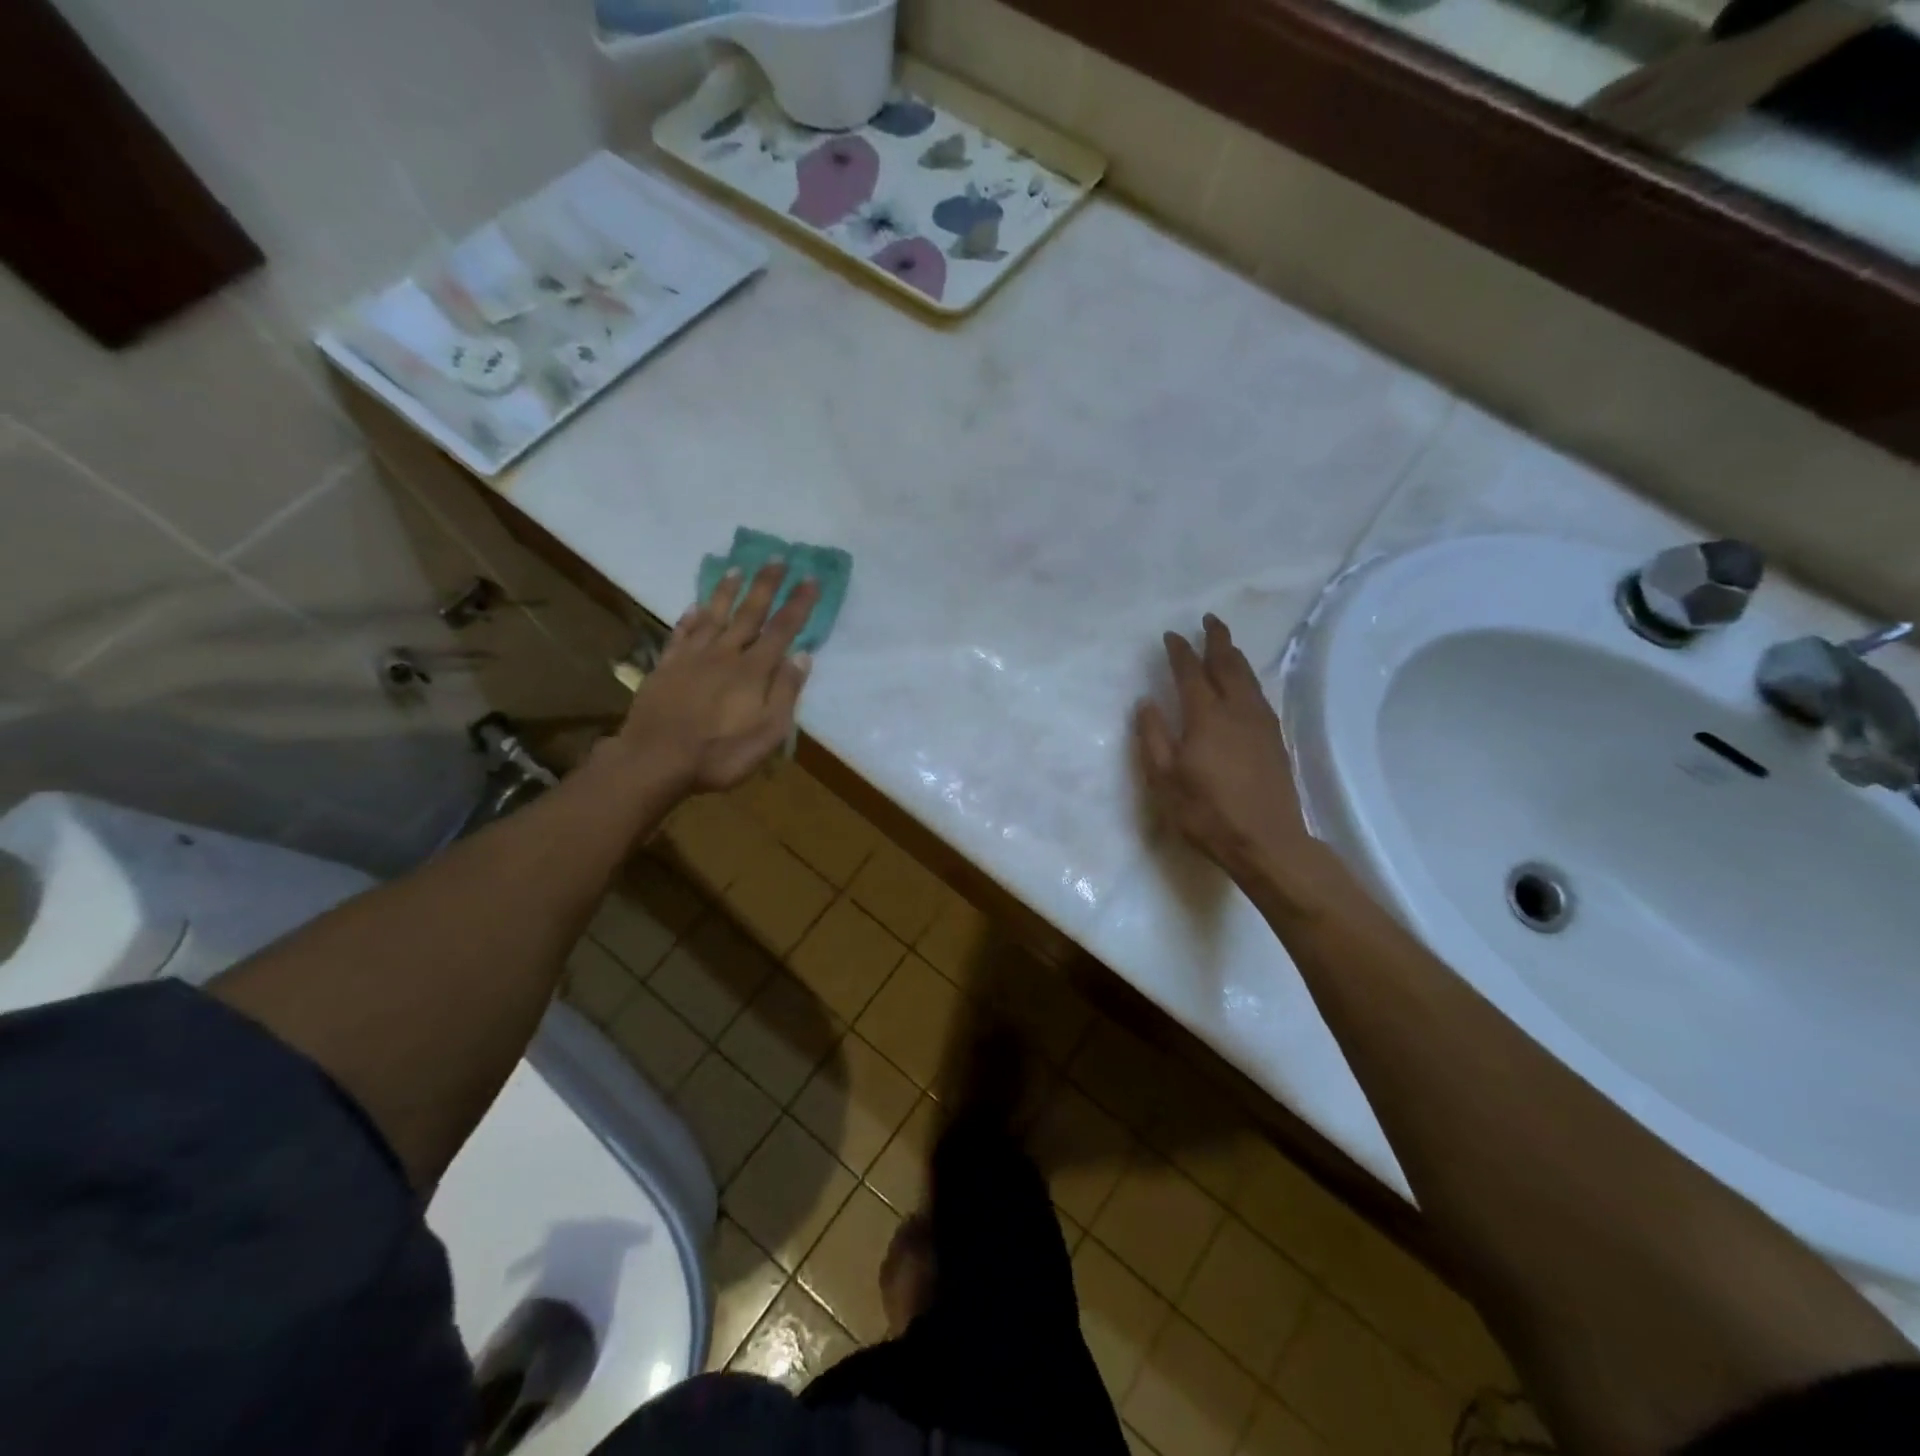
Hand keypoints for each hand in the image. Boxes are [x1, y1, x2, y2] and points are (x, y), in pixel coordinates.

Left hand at [612, 561, 818, 795]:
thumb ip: (786, 692)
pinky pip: (681, 634)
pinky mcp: (666, 667)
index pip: (782, 629)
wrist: (655, 760)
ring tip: (737, 569)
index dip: (798, 604)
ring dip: (727, 591)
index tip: (811, 578)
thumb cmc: (719, 753)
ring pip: (714, 615)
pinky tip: (694, 606)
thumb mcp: (768, 733)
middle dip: (766, 584)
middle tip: (778, 557)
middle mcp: (725, 654)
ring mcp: (692, 658)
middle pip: (749, 612)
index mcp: (753, 671)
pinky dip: (690, 618)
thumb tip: (802, 655)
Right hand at [1135, 615, 1327, 893]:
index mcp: (1205, 717)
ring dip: (1234, 655)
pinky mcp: (1275, 739)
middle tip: (1209, 620)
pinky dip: (1248, 678)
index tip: (1171, 635)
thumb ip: (1152, 737)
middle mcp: (1236, 711)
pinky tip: (1245, 684)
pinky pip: (1259, 694)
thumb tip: (1146, 702)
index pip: (1190, 673)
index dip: (1180, 651)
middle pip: (1228, 664)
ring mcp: (1260, 723)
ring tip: (1225, 644)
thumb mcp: (1164, 780)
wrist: (1267, 841)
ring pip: (1248, 677)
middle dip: (1217, 640)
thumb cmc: (1206, 813)